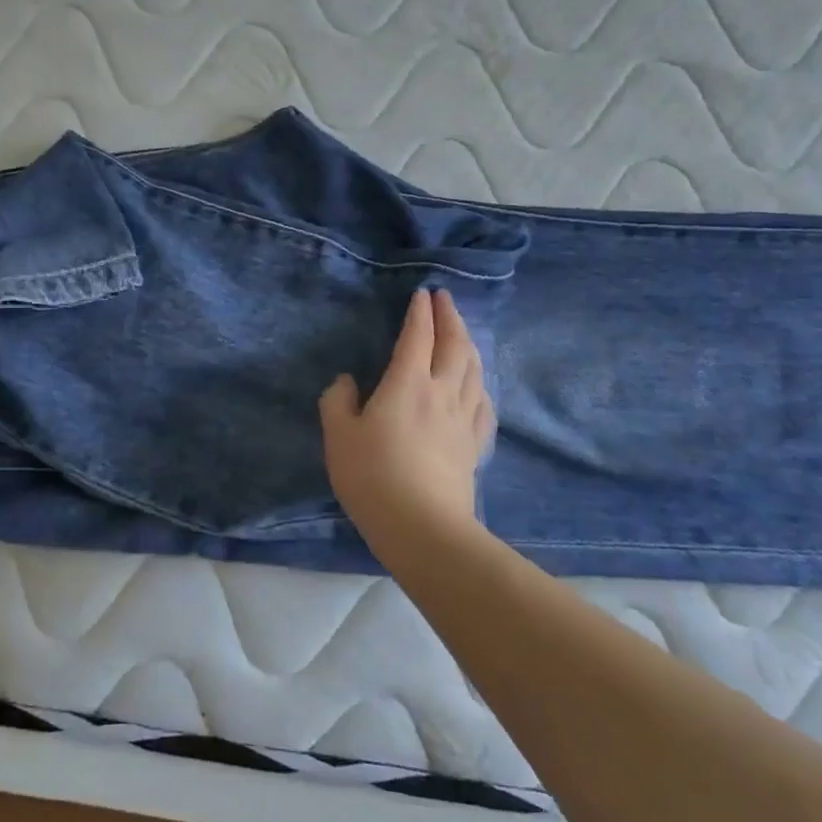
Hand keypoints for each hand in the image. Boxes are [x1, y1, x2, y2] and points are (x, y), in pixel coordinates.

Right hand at [319, 288, 494, 545]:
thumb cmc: (373, 476)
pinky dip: (480, 383)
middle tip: (445, 298)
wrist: (423, 527)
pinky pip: (483, 402)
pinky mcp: (474, 443)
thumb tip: (347, 382)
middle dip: (450, 316)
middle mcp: (442, 391)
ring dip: (468, 343)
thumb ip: (337, 401)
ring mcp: (464, 417)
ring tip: (462, 332)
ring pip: (474, 369)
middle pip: (454, 344)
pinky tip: (478, 384)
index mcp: (407, 383)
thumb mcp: (338, 436)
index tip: (421, 294)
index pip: (418, 336)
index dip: (420, 312)